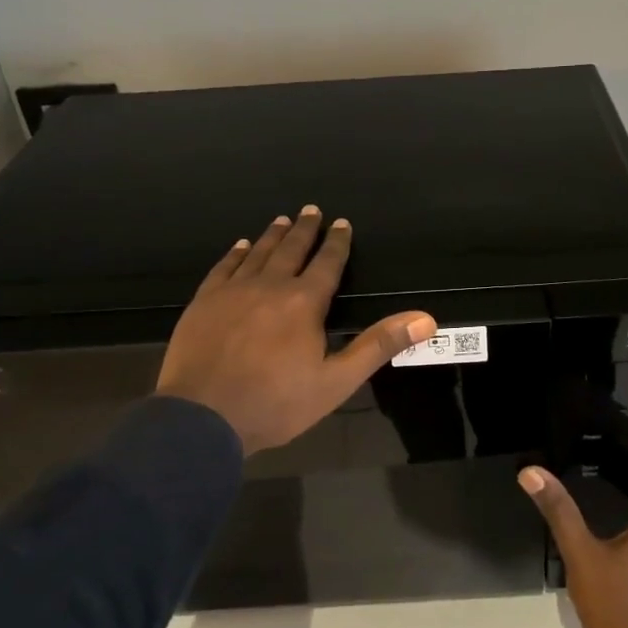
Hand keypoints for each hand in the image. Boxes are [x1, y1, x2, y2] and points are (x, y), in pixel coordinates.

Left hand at [156, 206, 435, 454]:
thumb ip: (378, 345)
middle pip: (291, 250)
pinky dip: (235, 254)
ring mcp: (232, 292)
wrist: (202, 418)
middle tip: (311, 210)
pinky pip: (223, 268)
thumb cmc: (276, 403)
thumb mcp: (337, 381)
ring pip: (257, 254)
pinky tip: (239, 246)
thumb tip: (425, 319)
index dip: (336, 243)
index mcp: (304, 303)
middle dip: (305, 230)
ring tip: (282, 220)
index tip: (341, 223)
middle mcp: (269, 286)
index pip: (326, 263)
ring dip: (272, 236)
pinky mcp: (204, 302)